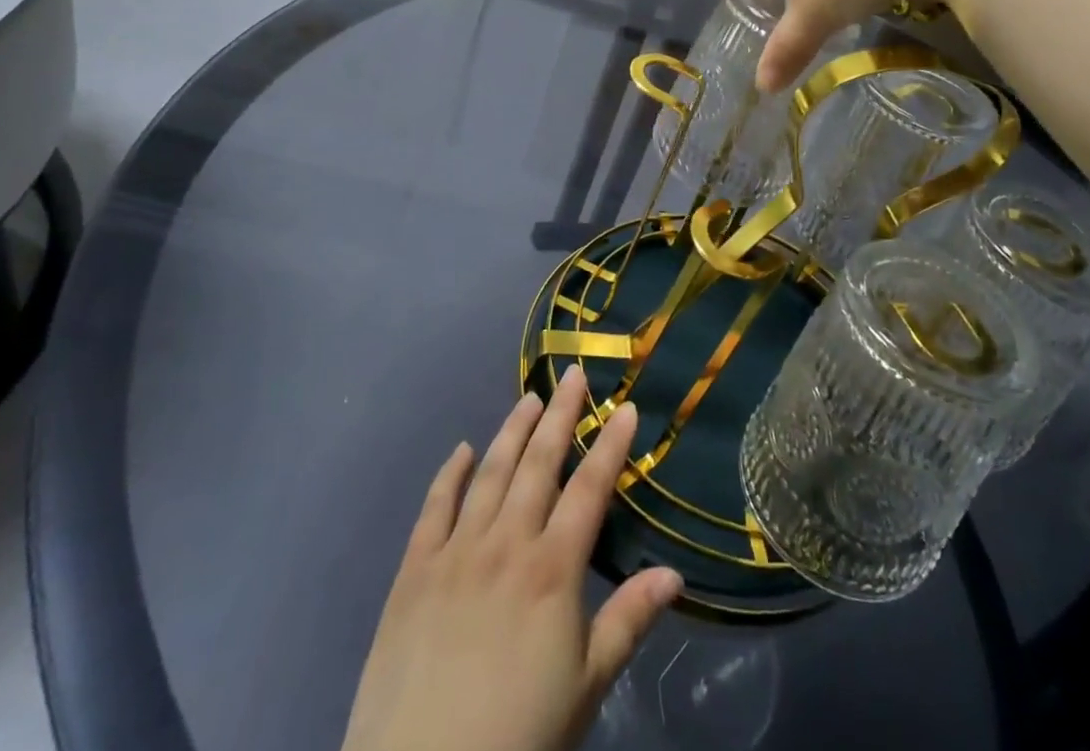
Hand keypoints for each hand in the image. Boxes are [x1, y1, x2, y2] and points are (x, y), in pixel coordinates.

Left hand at [342, 366, 681, 750]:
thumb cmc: (518, 737)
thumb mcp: (586, 688)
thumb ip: (628, 622)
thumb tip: (675, 573)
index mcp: (553, 569)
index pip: (590, 489)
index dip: (611, 444)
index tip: (626, 406)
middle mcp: (507, 543)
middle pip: (539, 464)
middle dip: (561, 416)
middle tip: (575, 375)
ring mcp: (456, 551)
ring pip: (491, 473)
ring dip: (513, 430)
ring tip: (530, 397)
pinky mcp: (414, 571)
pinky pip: (435, 507)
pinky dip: (451, 473)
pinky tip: (463, 449)